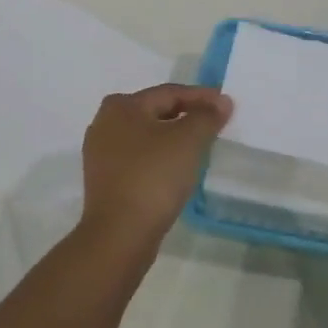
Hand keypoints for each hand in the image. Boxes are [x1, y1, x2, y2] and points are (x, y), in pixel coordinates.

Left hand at [79, 84, 232, 257]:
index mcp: (121, 106)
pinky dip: (160, 157)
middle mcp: (104, 123)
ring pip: (147, 136)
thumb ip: (207, 116)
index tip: (227, 105)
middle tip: (216, 123)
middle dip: (187, 116)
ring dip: (173, 137)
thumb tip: (221, 102)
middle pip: (156, 112)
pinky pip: (139, 158)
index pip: (169, 93)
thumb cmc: (154, 177)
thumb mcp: (188, 141)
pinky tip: (178, 167)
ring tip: (201, 145)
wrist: (120, 234)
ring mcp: (101, 154)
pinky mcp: (105, 179)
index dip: (201, 97)